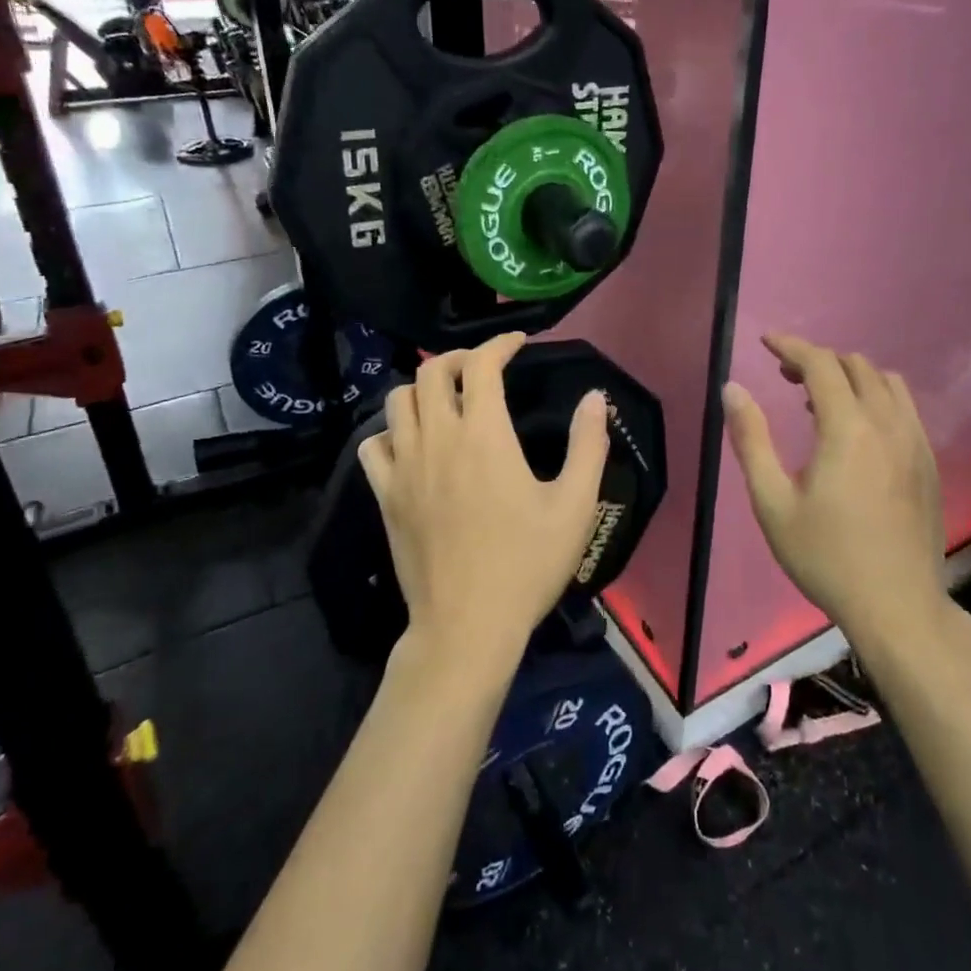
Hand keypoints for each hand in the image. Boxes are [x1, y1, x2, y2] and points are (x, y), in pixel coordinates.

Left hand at [359, 333, 610, 676]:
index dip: (500, 343)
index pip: (481, 364)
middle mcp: (438, 439)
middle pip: (430, 371)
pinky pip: (374, 443)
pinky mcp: (385, 496)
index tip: (518, 343)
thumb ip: (588, 444)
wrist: (467, 626)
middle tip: (484, 369)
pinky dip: (392, 430)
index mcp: (484, 435)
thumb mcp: (574, 505)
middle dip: (458, 358)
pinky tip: (413, 443)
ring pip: (398, 400)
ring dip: (423, 388)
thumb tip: (595, 397)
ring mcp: (404, 467)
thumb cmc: (526, 564)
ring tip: (447, 400)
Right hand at [722, 334, 950, 646]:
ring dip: (851, 376)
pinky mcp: (929, 462)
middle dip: (817, 360)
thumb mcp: (772, 502)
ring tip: (821, 401)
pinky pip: (905, 407)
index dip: (791, 346)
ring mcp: (915, 442)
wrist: (897, 606)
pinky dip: (877, 397)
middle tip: (786, 378)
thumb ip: (751, 439)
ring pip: (886, 382)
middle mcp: (887, 423)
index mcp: (847, 428)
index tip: (766, 342)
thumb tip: (732, 389)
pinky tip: (858, 430)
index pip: (820, 364)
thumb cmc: (825, 556)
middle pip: (855, 365)